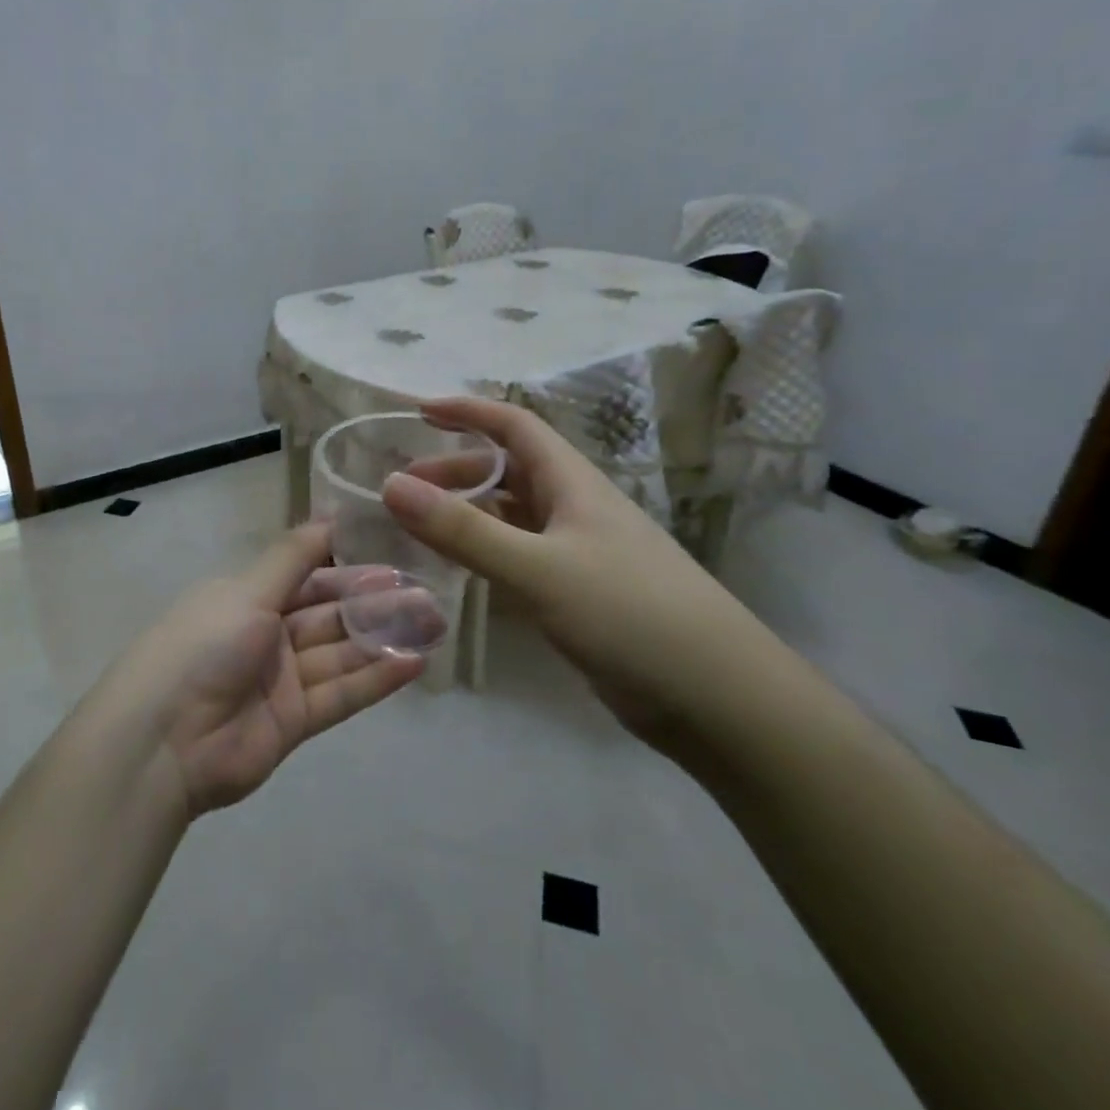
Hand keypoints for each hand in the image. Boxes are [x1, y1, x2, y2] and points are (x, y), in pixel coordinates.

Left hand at [108, 523, 428, 816]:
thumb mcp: (247, 590)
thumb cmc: (203, 646)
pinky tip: (414, 663)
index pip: (308, 577)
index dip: (349, 569)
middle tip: (428, 594)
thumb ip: (293, 556)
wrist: (162, 741)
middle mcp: (266, 634)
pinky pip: (341, 694)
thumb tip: (329, 514)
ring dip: (385, 638)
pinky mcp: (293, 722)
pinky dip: (376, 678)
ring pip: (341, 652)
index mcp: (247, 597)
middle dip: (376, 603)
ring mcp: (280, 680)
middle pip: (330, 614)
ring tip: (435, 624)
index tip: (395, 561)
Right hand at [382, 398, 786, 739]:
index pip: (515, 426)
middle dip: (454, 471)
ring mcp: (579, 553)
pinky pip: (520, 558)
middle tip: (402, 489)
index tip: (419, 412)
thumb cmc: (629, 614)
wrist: (717, 697)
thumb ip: (464, 530)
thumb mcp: (538, 568)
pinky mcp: (579, 594)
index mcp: (572, 483)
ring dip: (467, 514)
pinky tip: (460, 573)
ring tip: (419, 529)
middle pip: (508, 471)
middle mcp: (575, 509)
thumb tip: (391, 485)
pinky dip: (486, 555)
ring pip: (512, 517)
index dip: (469, 412)